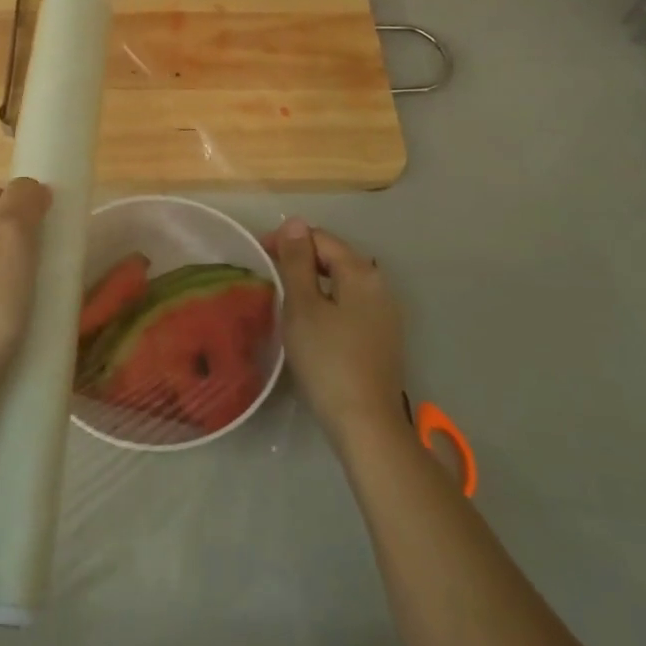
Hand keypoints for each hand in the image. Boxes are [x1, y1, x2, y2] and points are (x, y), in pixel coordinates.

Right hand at [266, 220, 405, 446]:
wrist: (366, 423)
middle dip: (301, 260)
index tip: (260, 256)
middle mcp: (380, 285)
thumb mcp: (303, 306)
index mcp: (361, 271)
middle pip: (334, 257)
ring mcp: (385, 312)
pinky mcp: (382, 337)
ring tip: (285, 298)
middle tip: (269, 277)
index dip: (287, 241)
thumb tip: (296, 222)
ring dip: (313, 283)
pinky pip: (350, 304)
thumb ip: (297, 261)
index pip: (320, 238)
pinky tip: (311, 324)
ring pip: (342, 283)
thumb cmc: (327, 359)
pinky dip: (327, 303)